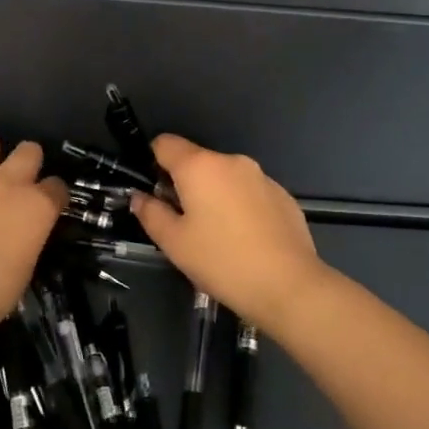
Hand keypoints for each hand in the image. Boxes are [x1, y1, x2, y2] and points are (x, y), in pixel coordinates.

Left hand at [0, 133, 66, 321]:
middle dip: (26, 162)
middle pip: (29, 150)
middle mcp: (9, 183)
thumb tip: (20, 231)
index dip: (52, 194)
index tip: (45, 205)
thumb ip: (28, 235)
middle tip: (13, 183)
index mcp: (38, 206)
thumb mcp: (27, 263)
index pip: (57, 186)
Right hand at [129, 135, 327, 330]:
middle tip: (184, 224)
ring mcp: (262, 176)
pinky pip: (250, 192)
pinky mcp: (283, 195)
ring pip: (225, 177)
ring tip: (217, 236)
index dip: (153, 162)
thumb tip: (139, 197)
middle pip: (197, 161)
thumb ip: (151, 214)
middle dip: (185, 184)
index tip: (155, 192)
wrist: (289, 285)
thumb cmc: (222, 262)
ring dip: (215, 196)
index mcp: (200, 166)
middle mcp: (232, 161)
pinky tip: (246, 240)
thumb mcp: (174, 243)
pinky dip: (241, 206)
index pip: (165, 143)